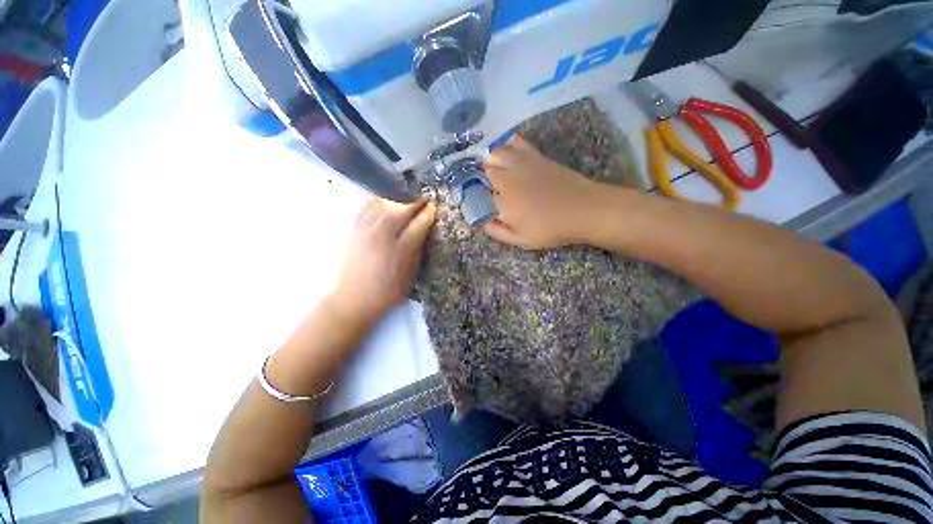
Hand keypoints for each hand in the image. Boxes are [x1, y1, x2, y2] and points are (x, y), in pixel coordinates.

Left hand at [330, 197, 435, 323]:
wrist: (354, 299)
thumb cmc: (388, 291)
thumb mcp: (411, 274)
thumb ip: (417, 250)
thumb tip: (424, 231)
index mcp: (401, 249)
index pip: (419, 223)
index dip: (429, 213)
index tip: (434, 207)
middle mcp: (383, 235)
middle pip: (401, 208)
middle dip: (416, 200)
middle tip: (424, 198)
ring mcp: (366, 230)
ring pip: (384, 203)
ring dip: (398, 197)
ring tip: (407, 196)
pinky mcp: (354, 229)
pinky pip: (368, 207)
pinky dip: (380, 201)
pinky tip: (386, 201)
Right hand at [483, 135, 601, 248]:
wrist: (583, 209)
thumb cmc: (551, 229)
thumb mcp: (521, 240)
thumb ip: (497, 231)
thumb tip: (480, 221)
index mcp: (503, 204)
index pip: (478, 196)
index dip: (475, 199)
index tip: (478, 203)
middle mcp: (507, 180)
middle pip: (483, 172)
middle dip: (481, 180)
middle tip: (487, 189)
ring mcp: (521, 165)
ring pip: (494, 154)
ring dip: (490, 162)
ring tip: (493, 171)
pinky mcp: (534, 156)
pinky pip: (515, 142)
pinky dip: (507, 145)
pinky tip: (508, 153)